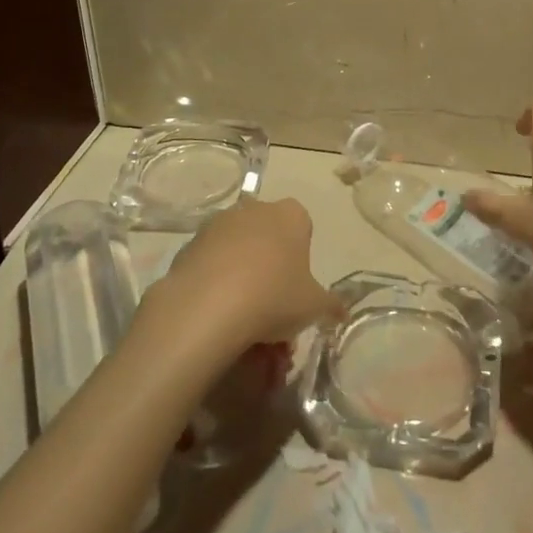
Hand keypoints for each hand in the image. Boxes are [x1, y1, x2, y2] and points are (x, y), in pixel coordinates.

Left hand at [144, 196, 338, 352]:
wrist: (208, 306)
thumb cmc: (274, 296)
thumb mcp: (314, 307)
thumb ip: (331, 305)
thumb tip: (341, 311)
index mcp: (290, 215)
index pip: (303, 228)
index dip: (301, 260)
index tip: (297, 289)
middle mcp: (255, 209)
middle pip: (269, 239)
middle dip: (272, 272)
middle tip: (273, 313)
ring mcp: (219, 224)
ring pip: (239, 252)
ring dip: (243, 280)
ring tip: (244, 324)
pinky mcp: (190, 244)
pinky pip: (211, 264)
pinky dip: (216, 285)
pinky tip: (217, 316)